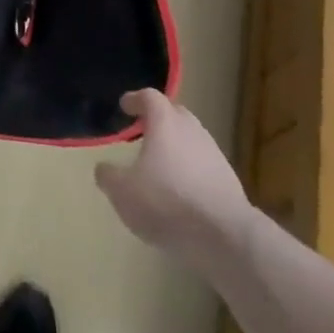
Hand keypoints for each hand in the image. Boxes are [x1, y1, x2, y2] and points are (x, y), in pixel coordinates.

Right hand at [94, 89, 251, 256]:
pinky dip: (191, 171)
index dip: (135, 99)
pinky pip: (203, 165)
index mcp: (164, 121)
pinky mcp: (229, 180)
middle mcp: (191, 128)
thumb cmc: (167, 201)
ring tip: (162, 165)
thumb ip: (109, 177)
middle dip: (158, 120)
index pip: (149, 96)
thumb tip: (104, 169)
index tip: (125, 105)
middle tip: (144, 131)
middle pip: (174, 114)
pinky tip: (183, 192)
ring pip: (191, 140)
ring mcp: (213, 153)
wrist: (225, 236)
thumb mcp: (123, 192)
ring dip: (176, 147)